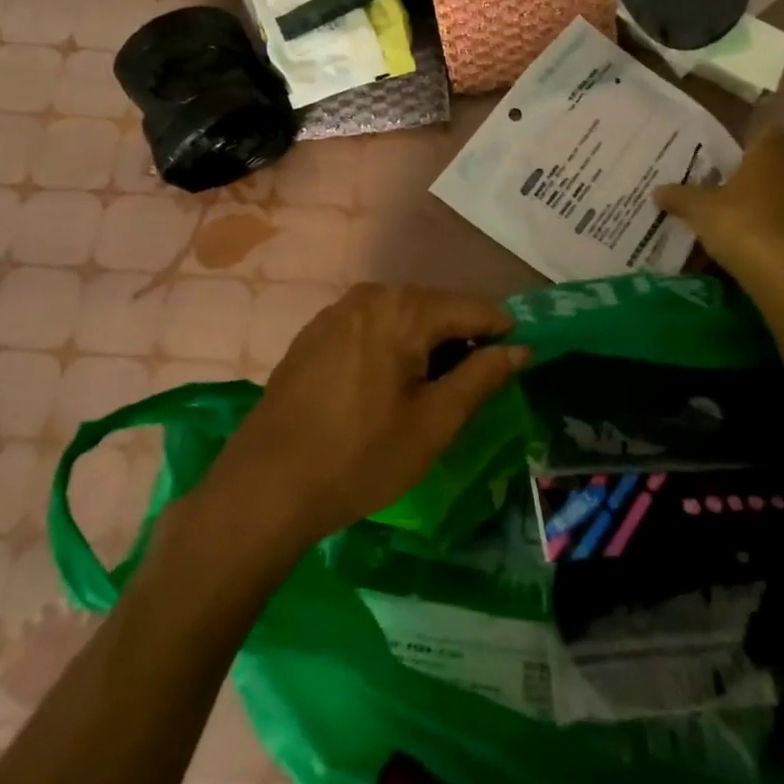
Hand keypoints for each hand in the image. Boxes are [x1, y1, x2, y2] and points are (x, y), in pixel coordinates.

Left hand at [205, 284, 528, 547]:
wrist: (264, 489)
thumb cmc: (360, 457)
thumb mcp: (435, 422)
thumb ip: (482, 377)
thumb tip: (519, 349)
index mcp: (403, 308)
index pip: (473, 308)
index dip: (502, 334)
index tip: (517, 364)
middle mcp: (370, 295)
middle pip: (436, 308)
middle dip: (461, 341)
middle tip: (472, 389)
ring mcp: (336, 312)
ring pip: (403, 318)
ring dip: (426, 346)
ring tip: (432, 393)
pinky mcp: (314, 334)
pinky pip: (371, 328)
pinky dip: (392, 348)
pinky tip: (387, 389)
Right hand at [656, 126, 783, 276]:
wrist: (781, 273)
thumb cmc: (739, 224)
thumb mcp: (699, 209)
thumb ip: (679, 196)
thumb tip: (657, 190)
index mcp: (768, 159)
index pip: (770, 135)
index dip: (756, 140)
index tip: (737, 151)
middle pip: (774, 168)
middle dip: (751, 177)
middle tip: (722, 187)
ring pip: (780, 199)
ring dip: (760, 207)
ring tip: (731, 220)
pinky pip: (783, 227)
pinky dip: (768, 232)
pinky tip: (746, 246)